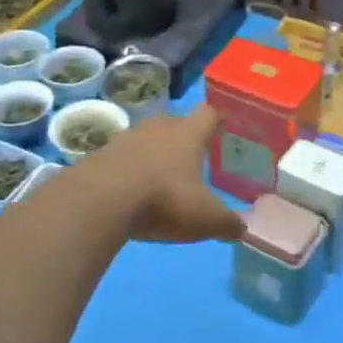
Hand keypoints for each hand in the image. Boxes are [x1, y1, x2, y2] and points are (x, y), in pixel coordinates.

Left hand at [71, 104, 242, 245]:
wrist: (100, 200)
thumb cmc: (164, 199)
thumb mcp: (205, 218)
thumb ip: (227, 223)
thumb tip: (242, 229)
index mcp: (188, 133)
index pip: (208, 113)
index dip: (217, 120)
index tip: (222, 127)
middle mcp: (158, 127)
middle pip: (175, 122)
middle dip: (183, 137)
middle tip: (191, 156)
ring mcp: (126, 137)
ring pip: (146, 138)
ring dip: (153, 152)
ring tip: (159, 175)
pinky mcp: (100, 154)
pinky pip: (121, 157)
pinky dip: (128, 169)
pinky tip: (130, 190)